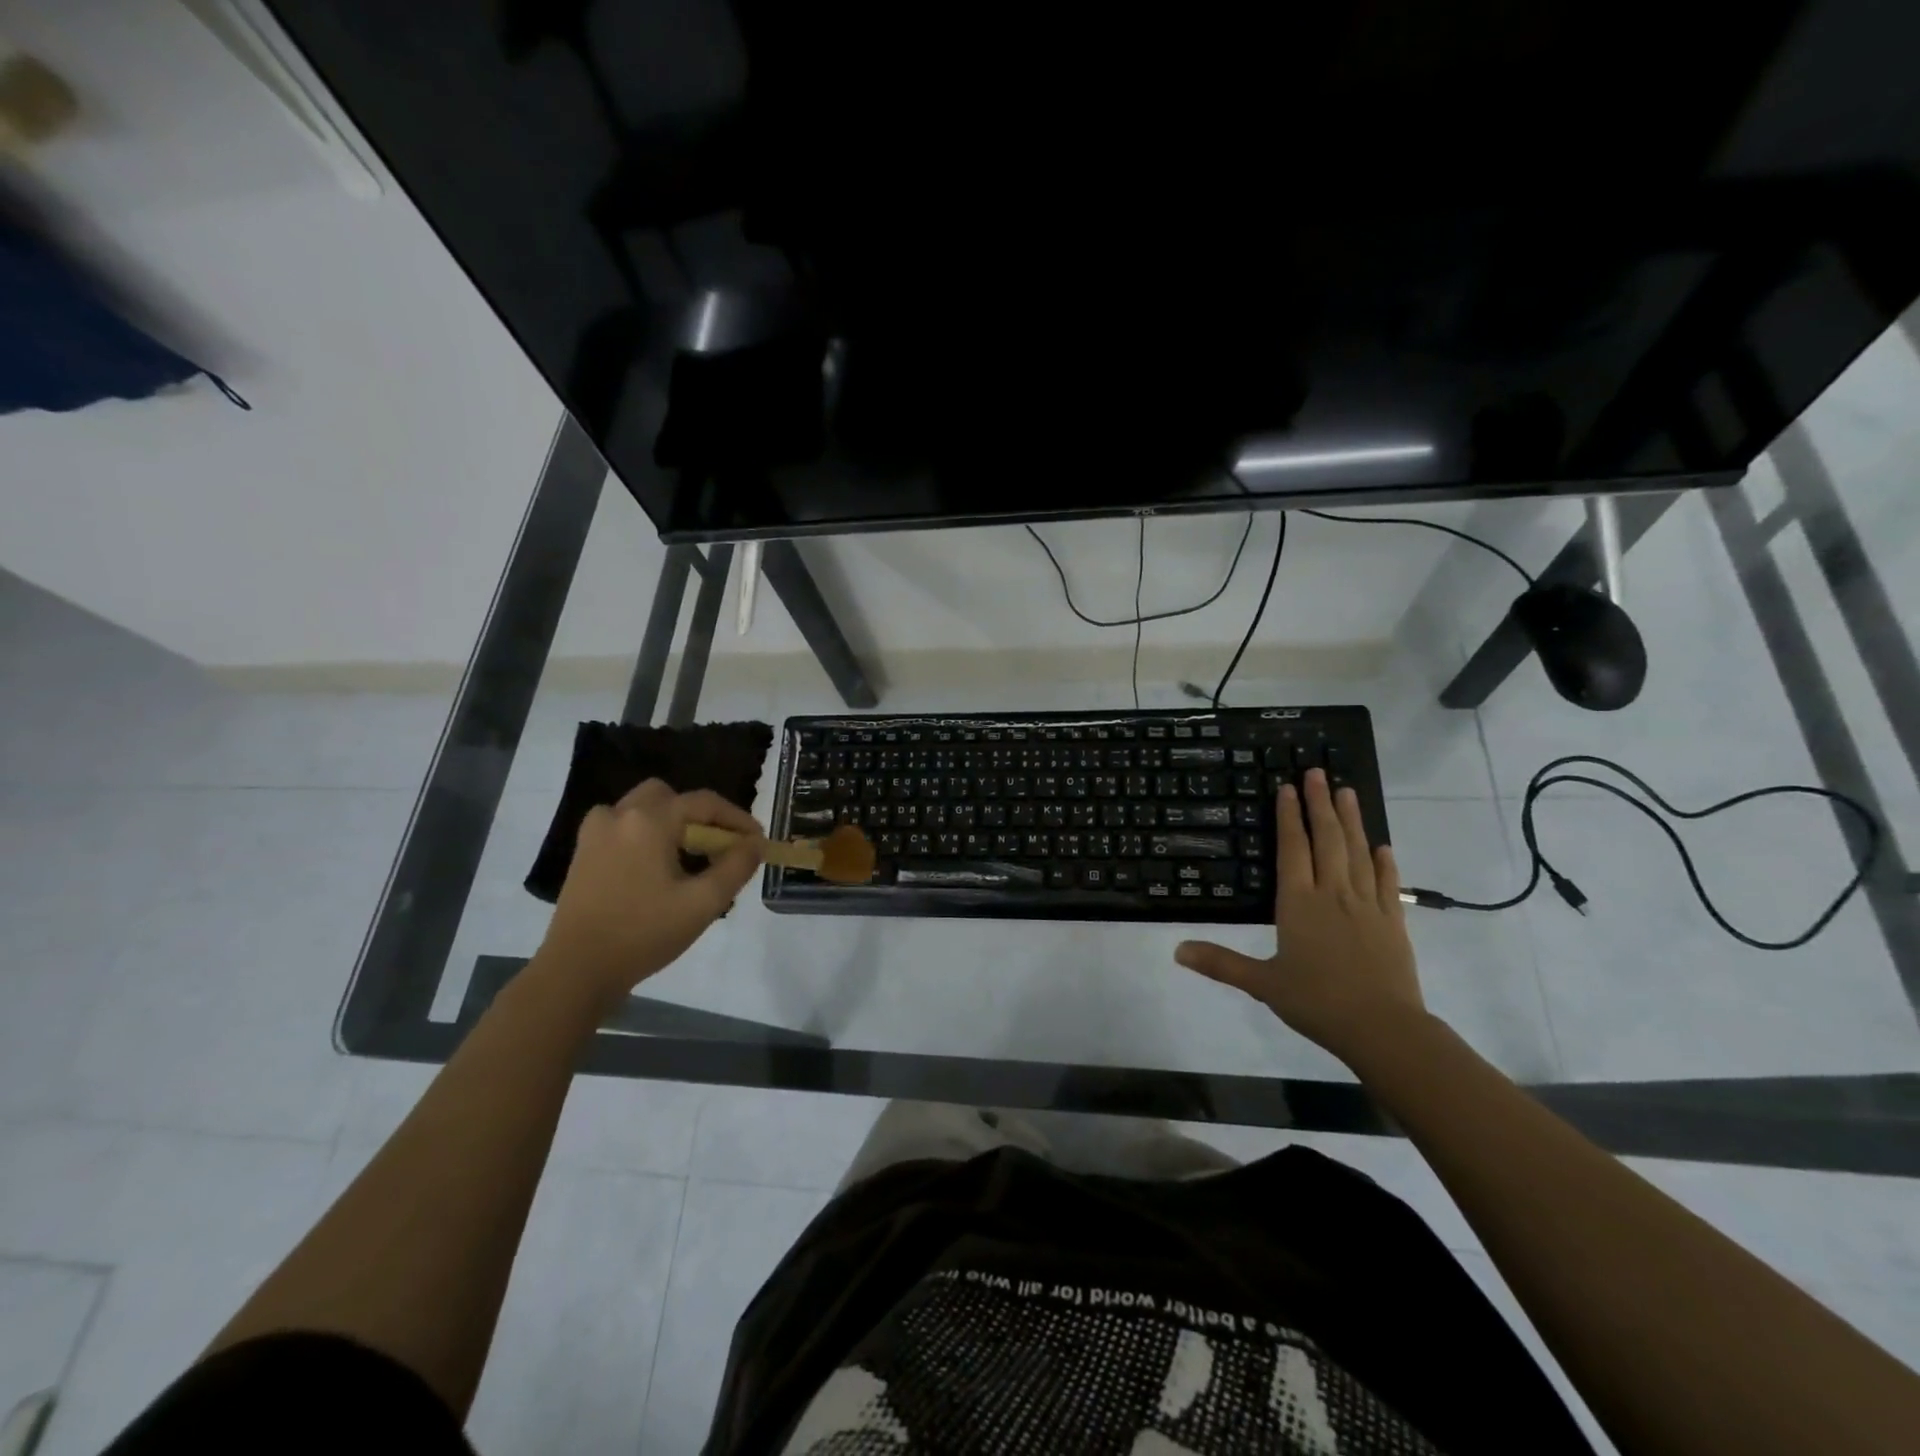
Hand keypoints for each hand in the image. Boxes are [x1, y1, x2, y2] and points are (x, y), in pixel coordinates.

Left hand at [539, 780, 763, 1004]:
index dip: (737, 819)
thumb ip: (736, 866)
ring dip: (672, 822)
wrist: (577, 970)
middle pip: (671, 797)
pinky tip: (657, 865)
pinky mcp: (584, 851)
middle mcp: (620, 815)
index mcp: (650, 821)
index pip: (705, 803)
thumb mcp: (703, 903)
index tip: (757, 841)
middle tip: (720, 846)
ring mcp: (596, 831)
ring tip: (690, 857)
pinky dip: (647, 833)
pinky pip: (624, 825)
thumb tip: (755, 843)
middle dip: (701, 816)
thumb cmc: (644, 934)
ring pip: (645, 807)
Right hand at [1174, 768, 1426, 1067]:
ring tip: (1347, 792)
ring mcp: (1366, 904)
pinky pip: (1386, 882)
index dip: (1289, 816)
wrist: (1383, 1029)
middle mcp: (1332, 893)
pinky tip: (1381, 846)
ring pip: (1357, 852)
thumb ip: (1220, 963)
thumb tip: (1176, 950)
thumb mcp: (1262, 983)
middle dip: (1320, 803)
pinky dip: (1383, 861)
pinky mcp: (1392, 921)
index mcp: (1299, 903)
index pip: (1292, 849)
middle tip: (1318, 772)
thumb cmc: (1317, 1001)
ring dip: (1351, 820)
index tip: (1287, 787)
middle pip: (1326, 839)